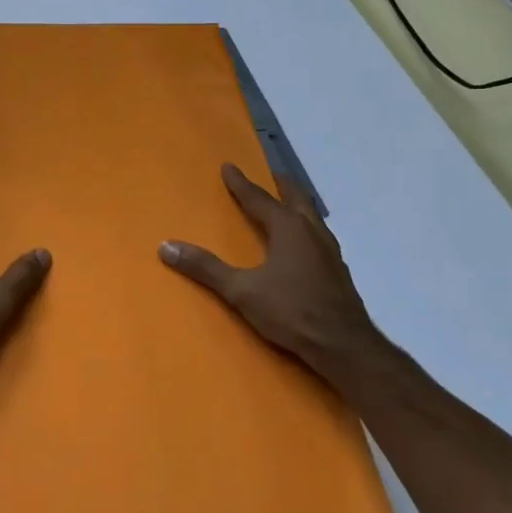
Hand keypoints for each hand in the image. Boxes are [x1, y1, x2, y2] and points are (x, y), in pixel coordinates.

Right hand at [159, 163, 385, 383]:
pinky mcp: (338, 272)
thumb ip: (206, 268)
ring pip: (312, 217)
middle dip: (280, 184)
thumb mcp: (241, 291)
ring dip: (297, 205)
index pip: (258, 198)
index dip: (241, 183)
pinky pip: (320, 237)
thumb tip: (166, 246)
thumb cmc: (291, 311)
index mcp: (288, 228)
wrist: (345, 346)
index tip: (229, 166)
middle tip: (270, 174)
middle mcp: (311, 232)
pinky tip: (304, 245)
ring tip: (287, 204)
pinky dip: (307, 229)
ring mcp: (330, 252)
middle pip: (296, 198)